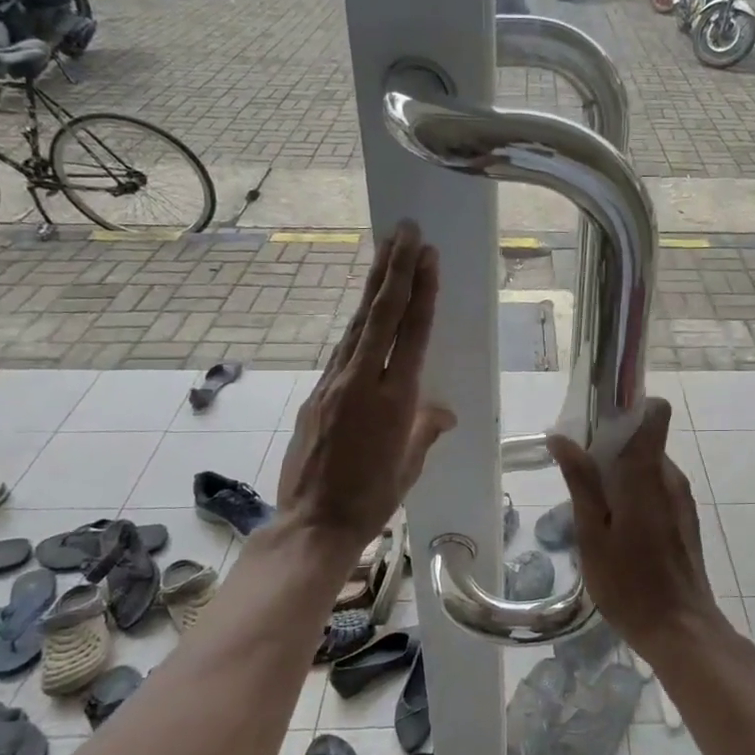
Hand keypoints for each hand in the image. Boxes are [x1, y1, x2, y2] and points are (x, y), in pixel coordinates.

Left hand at [277, 222, 455, 552]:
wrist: (312, 523)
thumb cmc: (372, 500)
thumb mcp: (409, 466)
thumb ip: (425, 430)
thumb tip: (442, 413)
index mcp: (394, 400)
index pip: (412, 333)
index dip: (421, 292)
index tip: (427, 256)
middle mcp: (362, 382)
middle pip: (381, 315)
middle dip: (395, 269)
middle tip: (405, 231)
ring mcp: (333, 385)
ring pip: (358, 325)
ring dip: (374, 286)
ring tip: (386, 252)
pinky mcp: (316, 394)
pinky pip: (343, 350)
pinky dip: (359, 324)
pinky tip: (367, 311)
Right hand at [546, 400, 719, 659]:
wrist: (681, 630)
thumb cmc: (629, 584)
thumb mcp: (592, 534)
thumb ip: (581, 482)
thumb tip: (561, 437)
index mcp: (648, 474)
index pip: (655, 413)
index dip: (628, 408)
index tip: (596, 422)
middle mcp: (671, 477)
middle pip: (644, 441)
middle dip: (611, 448)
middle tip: (577, 476)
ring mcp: (681, 499)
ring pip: (648, 467)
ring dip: (621, 475)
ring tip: (591, 509)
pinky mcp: (684, 519)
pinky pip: (656, 489)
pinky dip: (634, 494)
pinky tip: (615, 530)